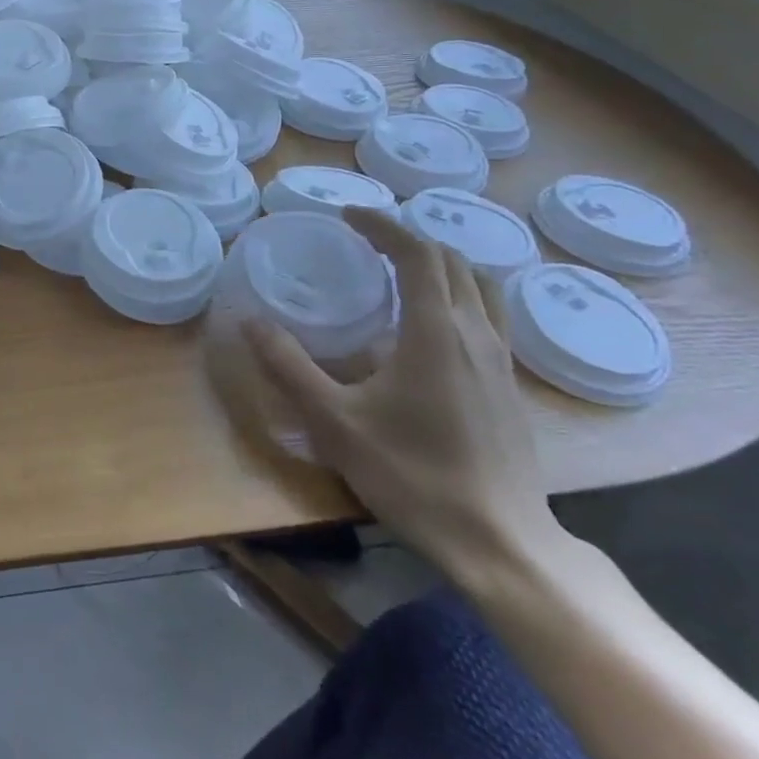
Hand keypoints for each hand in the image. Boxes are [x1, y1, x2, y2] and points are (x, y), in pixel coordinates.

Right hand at [209, 207, 559, 577]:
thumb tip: (250, 320)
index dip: (382, 225)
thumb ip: (288, 366)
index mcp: (434, 331)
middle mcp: (475, 333)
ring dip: (441, 262)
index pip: (417, 252)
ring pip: (480, 285)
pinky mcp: (509, 385)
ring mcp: (500, 359)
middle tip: (365, 239)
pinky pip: (489, 314)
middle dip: (407, 238)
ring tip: (401, 268)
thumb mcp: (334, 421)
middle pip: (452, 260)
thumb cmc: (412, 475)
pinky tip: (431, 323)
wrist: (500, 542)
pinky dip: (458, 293)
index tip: (347, 216)